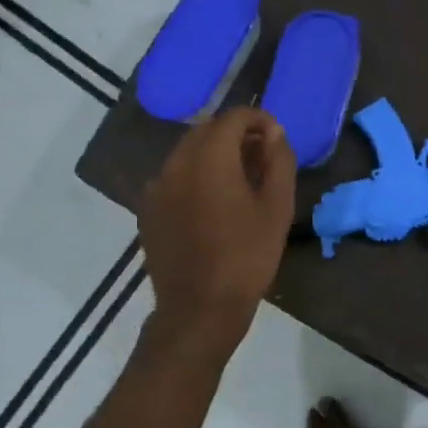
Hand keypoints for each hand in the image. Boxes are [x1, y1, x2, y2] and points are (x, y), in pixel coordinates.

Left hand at [139, 108, 296, 353]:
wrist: (199, 309)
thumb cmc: (247, 257)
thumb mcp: (277, 207)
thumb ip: (279, 161)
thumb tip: (274, 133)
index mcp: (210, 158)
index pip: (233, 117)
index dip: (259, 119)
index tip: (276, 138)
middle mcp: (176, 163)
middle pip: (206, 131)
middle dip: (236, 135)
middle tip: (262, 157)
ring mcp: (156, 187)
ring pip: (188, 153)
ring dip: (215, 155)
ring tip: (240, 180)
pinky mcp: (148, 209)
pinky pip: (174, 177)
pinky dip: (195, 176)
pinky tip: (213, 204)